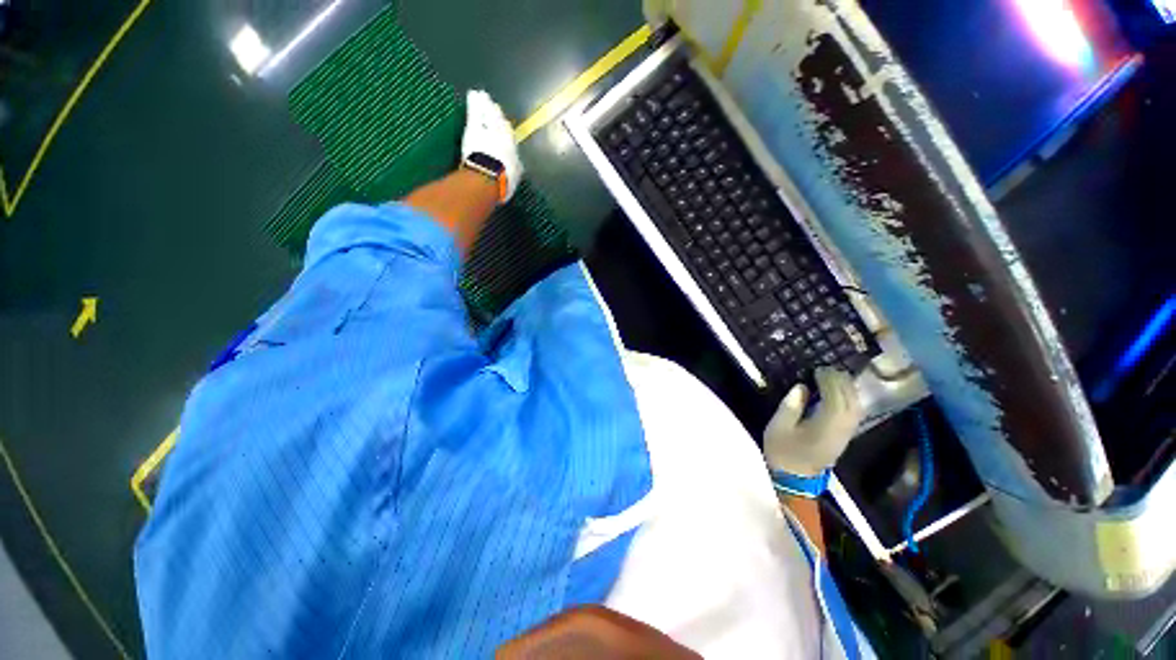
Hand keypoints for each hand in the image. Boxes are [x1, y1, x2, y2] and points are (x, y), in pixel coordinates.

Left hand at [461, 90, 523, 201]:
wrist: (488, 176)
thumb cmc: (504, 179)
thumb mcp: (514, 175)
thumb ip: (515, 166)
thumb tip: (516, 165)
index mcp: (512, 146)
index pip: (508, 133)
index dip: (504, 128)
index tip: (502, 123)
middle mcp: (502, 134)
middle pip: (498, 120)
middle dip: (494, 112)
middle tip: (491, 104)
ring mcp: (488, 128)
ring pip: (487, 112)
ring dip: (485, 104)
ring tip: (481, 96)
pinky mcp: (474, 127)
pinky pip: (475, 111)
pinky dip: (474, 102)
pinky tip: (472, 94)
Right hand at [763, 368, 862, 476]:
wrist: (794, 480)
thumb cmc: (782, 452)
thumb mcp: (778, 427)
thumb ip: (790, 406)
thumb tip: (802, 387)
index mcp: (825, 427)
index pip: (836, 399)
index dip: (830, 382)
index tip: (818, 369)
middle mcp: (841, 430)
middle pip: (851, 402)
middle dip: (841, 383)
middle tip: (827, 370)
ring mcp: (846, 435)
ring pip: (856, 407)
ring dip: (848, 390)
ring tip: (833, 378)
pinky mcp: (844, 438)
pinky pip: (853, 414)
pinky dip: (849, 400)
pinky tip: (839, 394)